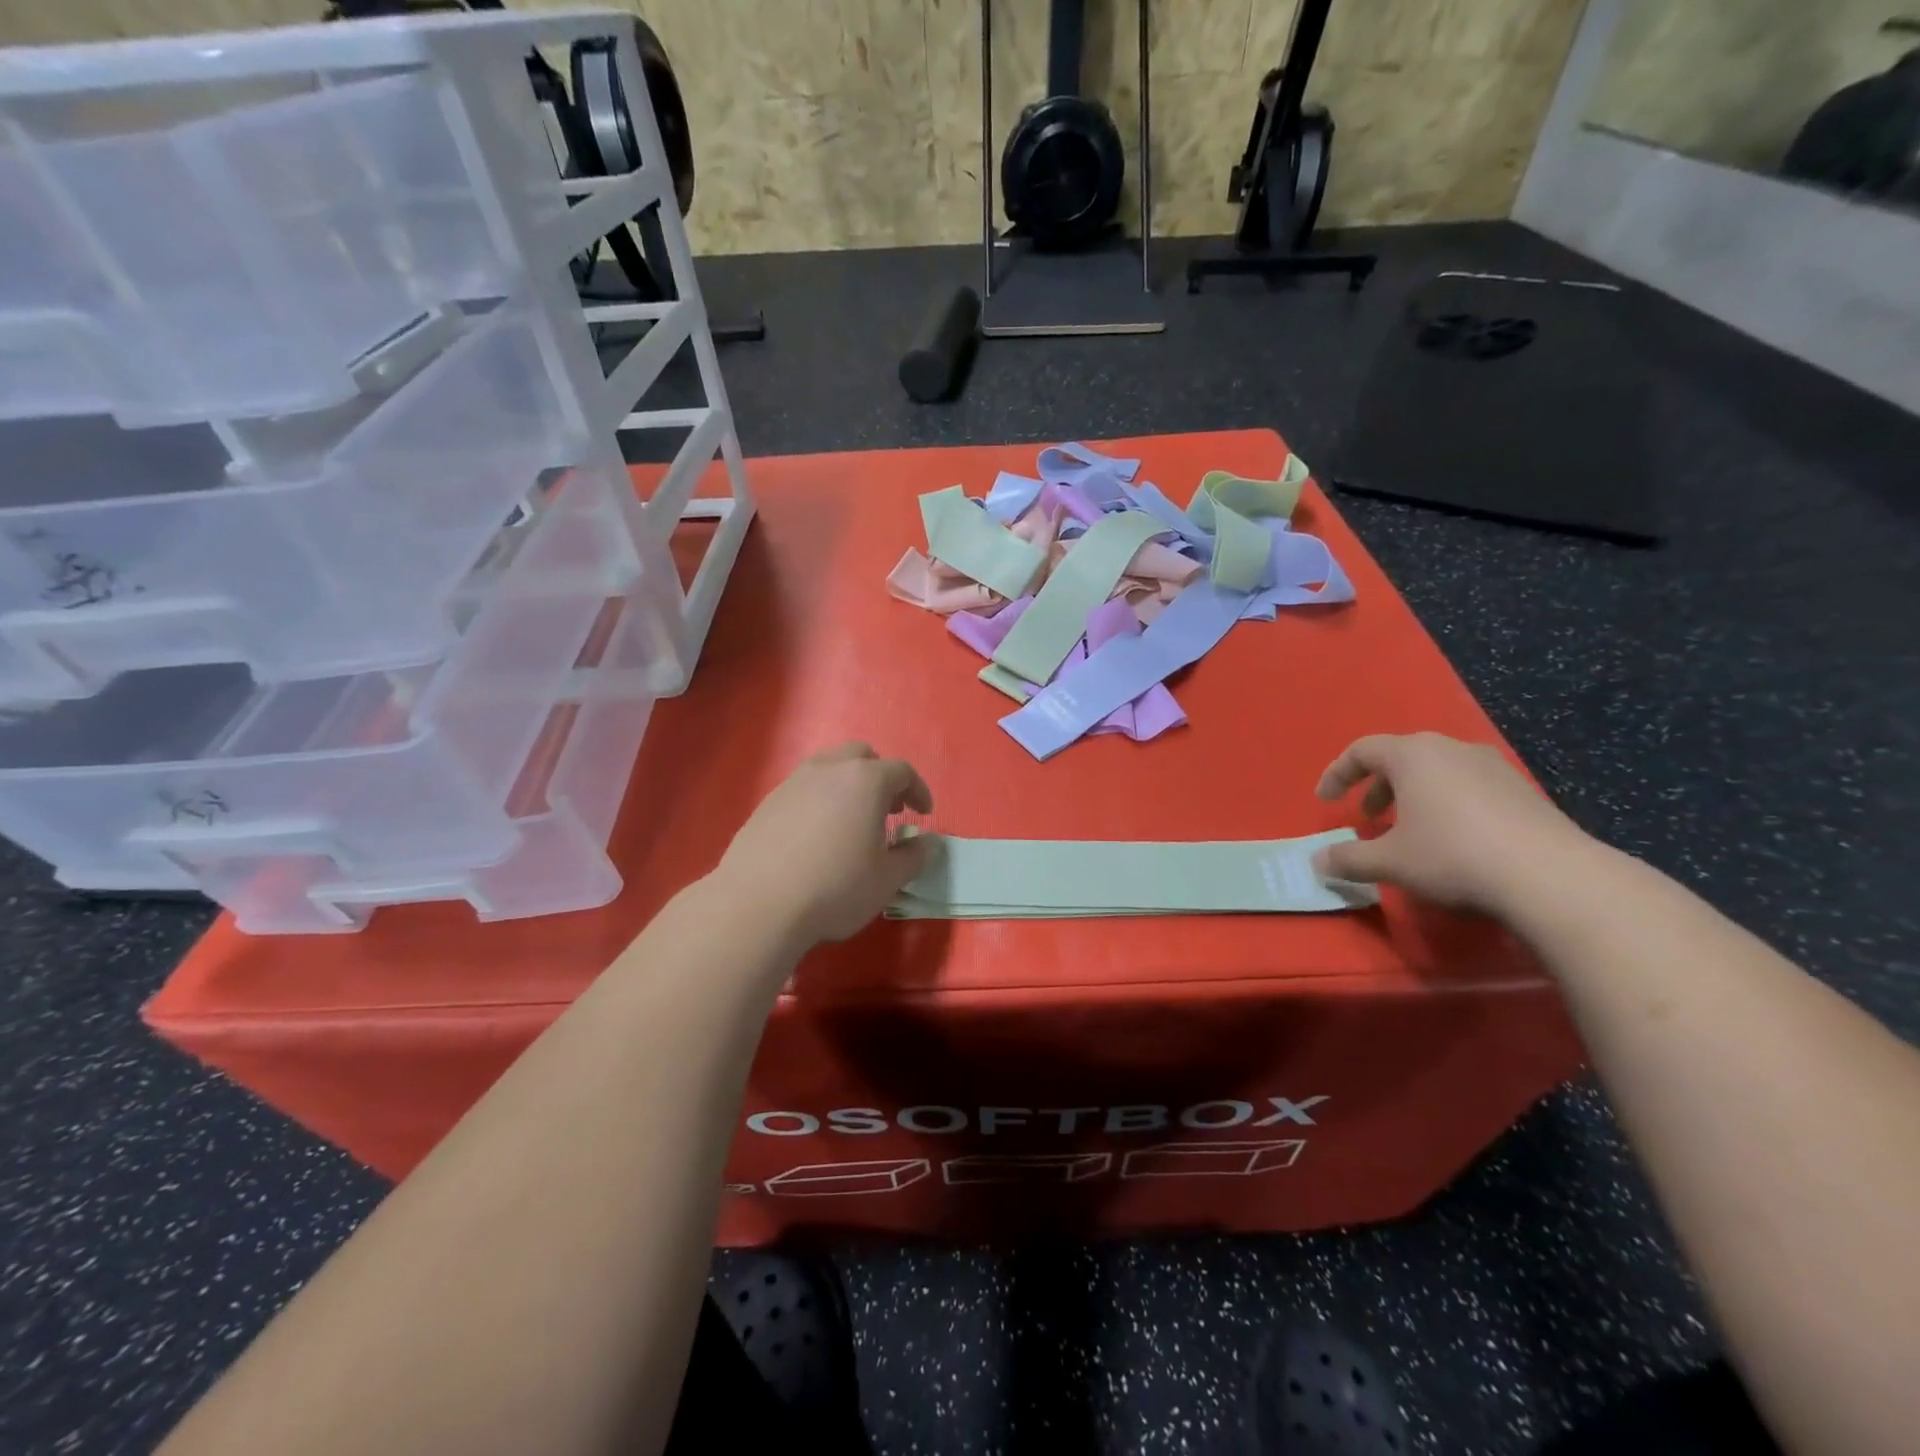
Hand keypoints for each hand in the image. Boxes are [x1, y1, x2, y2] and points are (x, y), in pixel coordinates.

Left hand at [715, 743, 933, 946]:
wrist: (758, 904)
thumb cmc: (835, 888)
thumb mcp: (887, 880)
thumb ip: (914, 856)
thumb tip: (929, 842)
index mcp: (866, 781)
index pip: (902, 771)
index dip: (918, 790)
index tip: (924, 814)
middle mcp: (829, 770)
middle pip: (861, 756)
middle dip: (880, 777)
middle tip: (888, 809)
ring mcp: (793, 783)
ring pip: (828, 767)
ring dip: (847, 785)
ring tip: (852, 820)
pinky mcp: (767, 802)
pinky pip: (803, 789)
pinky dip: (819, 800)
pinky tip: (817, 835)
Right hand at [1311, 732, 1591, 914]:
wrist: (1552, 877)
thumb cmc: (1452, 856)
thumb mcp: (1389, 861)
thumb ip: (1347, 858)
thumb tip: (1317, 861)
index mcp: (1413, 755)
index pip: (1361, 750)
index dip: (1337, 774)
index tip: (1325, 800)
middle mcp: (1451, 749)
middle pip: (1401, 757)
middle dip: (1377, 786)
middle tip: (1367, 817)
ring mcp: (1493, 767)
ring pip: (1438, 771)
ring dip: (1413, 796)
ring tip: (1409, 831)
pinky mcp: (1523, 791)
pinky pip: (1468, 787)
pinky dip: (1447, 805)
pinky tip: (1453, 840)